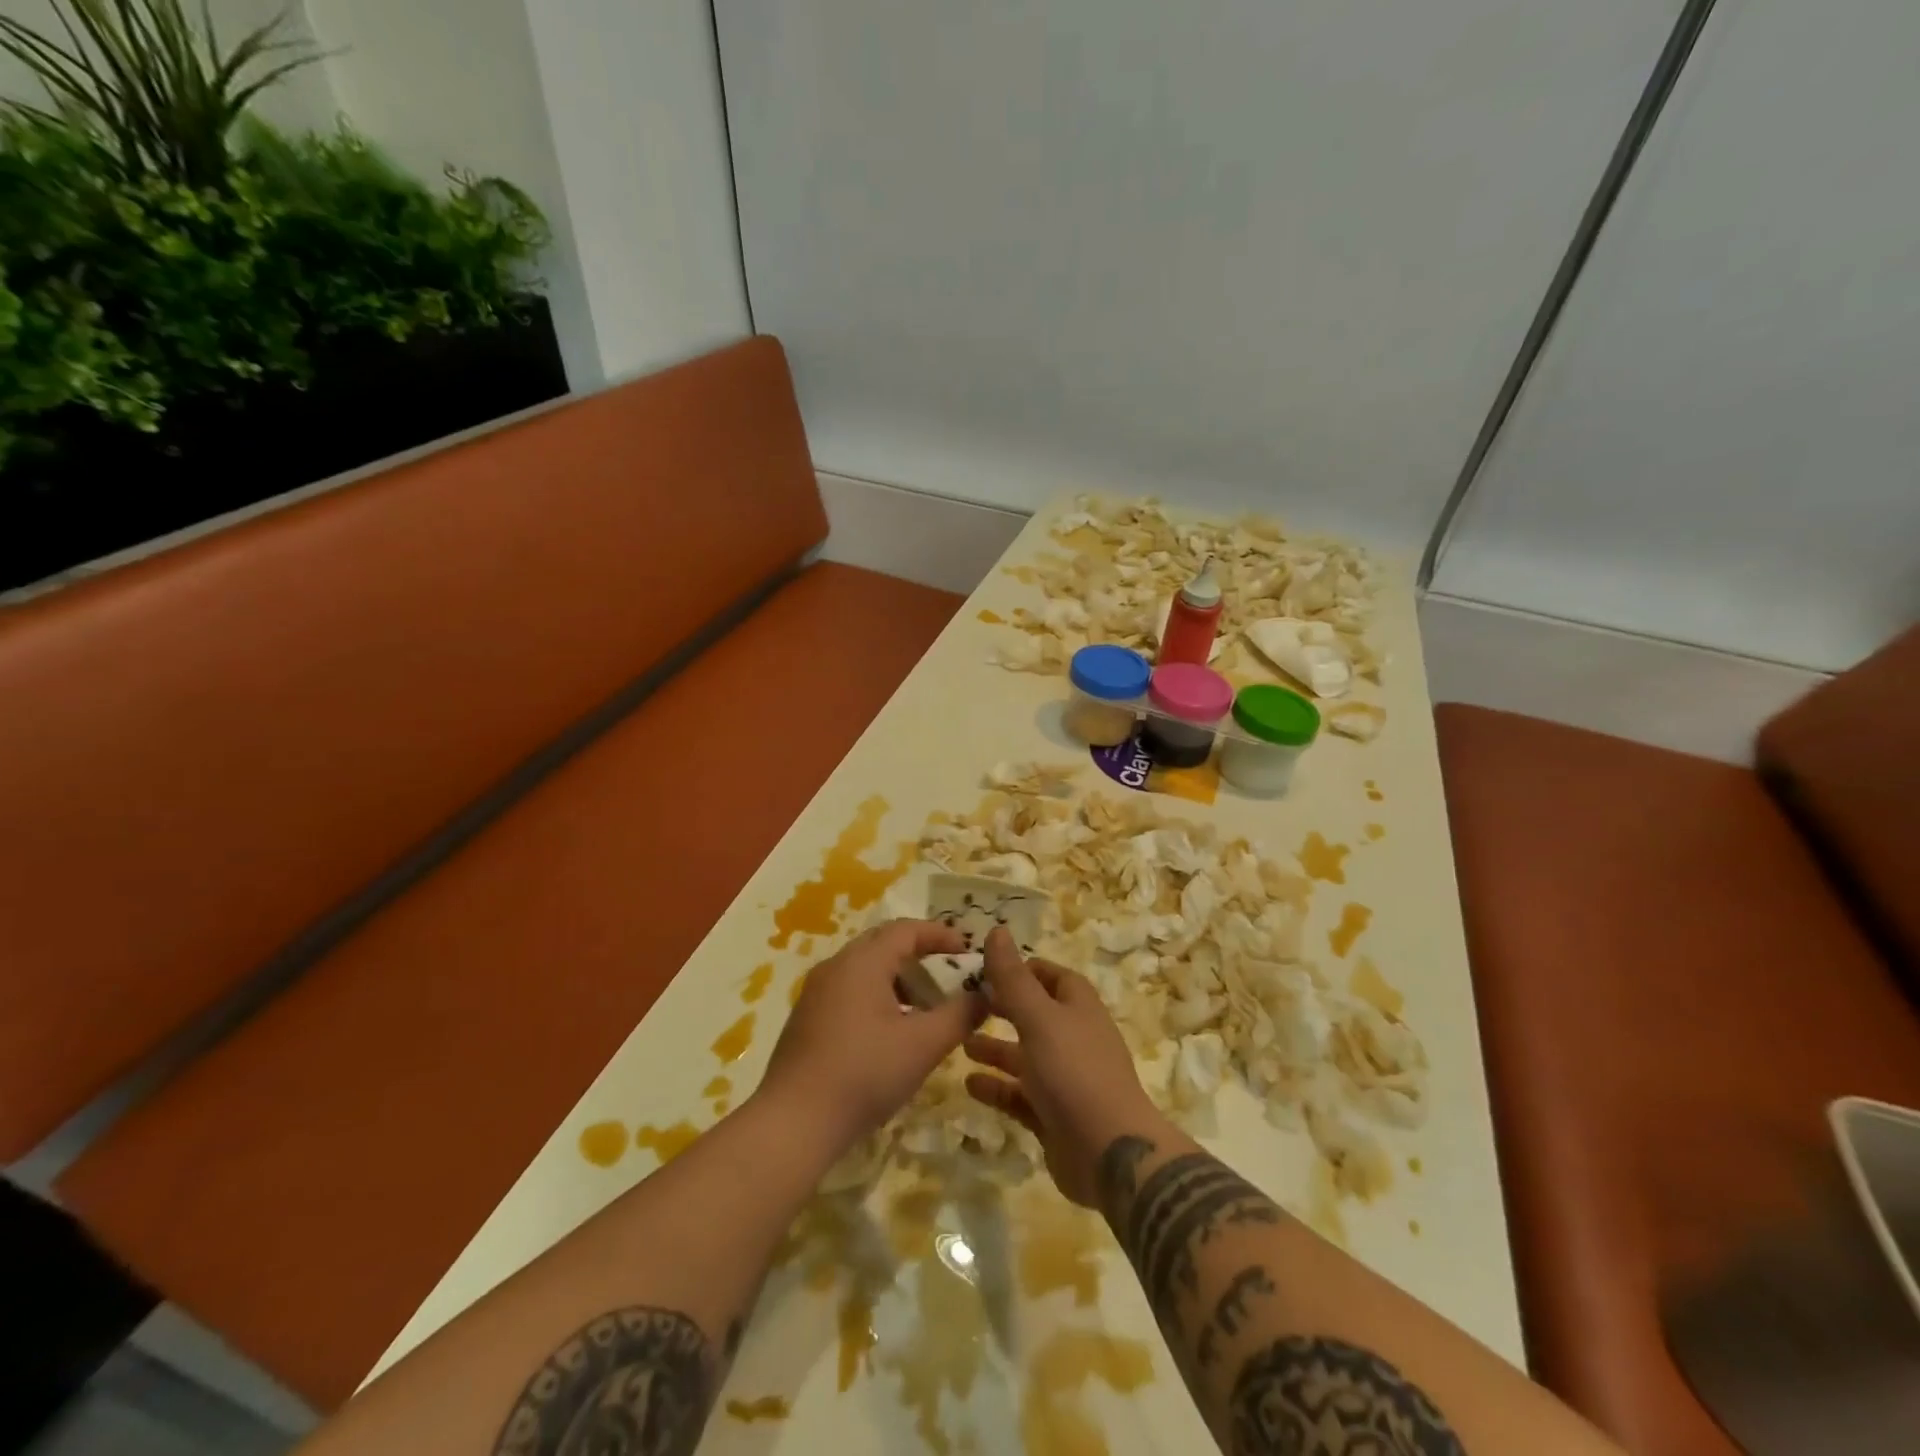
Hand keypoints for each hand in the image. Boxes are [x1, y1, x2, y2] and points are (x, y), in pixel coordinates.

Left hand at [758, 919, 984, 1154]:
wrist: (794, 1123)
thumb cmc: (865, 1074)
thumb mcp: (924, 1045)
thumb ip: (960, 1015)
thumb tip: (985, 995)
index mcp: (862, 962)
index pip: (907, 930)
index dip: (941, 935)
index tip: (968, 951)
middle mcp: (836, 966)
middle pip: (884, 945)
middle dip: (921, 956)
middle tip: (951, 976)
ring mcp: (816, 993)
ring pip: (866, 970)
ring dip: (900, 980)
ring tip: (927, 1009)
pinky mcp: (807, 1019)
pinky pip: (850, 991)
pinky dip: (878, 997)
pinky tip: (892, 1032)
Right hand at [963, 927, 1166, 1206]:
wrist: (1109, 1154)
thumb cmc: (1074, 1072)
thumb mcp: (1039, 1018)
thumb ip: (1014, 978)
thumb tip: (997, 930)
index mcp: (1079, 1008)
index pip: (1052, 977)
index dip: (1023, 969)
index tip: (987, 968)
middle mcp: (1075, 1039)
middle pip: (1036, 1015)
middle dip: (1003, 1008)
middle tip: (965, 1004)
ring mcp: (1066, 1080)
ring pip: (1026, 1057)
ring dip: (995, 1049)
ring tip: (960, 1043)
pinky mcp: (1055, 1117)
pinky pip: (1021, 1096)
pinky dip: (997, 1088)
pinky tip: (969, 1085)